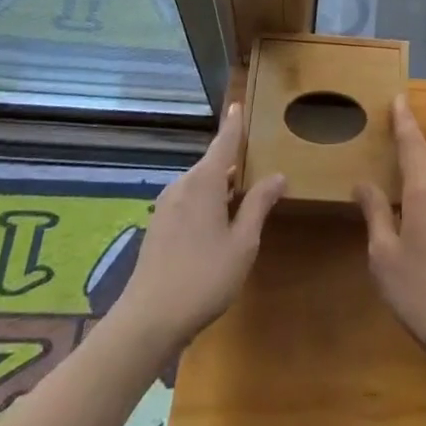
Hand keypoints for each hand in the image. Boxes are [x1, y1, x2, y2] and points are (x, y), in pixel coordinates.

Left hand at [120, 103, 285, 348]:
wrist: (147, 321)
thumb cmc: (203, 277)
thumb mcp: (242, 243)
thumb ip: (259, 205)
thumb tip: (278, 175)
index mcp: (204, 181)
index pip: (224, 142)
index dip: (234, 124)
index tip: (238, 104)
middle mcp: (182, 184)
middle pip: (212, 163)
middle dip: (233, 162)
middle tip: (256, 164)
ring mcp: (166, 205)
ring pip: (200, 184)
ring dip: (220, 186)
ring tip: (242, 196)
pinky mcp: (158, 226)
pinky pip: (188, 200)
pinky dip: (206, 201)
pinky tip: (217, 224)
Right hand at [356, 97, 425, 374]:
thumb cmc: (421, 292)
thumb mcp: (385, 255)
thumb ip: (376, 213)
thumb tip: (364, 183)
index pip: (413, 144)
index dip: (403, 121)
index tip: (399, 97)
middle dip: (411, 142)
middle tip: (394, 127)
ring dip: (422, 168)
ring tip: (401, 168)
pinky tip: (420, 207)